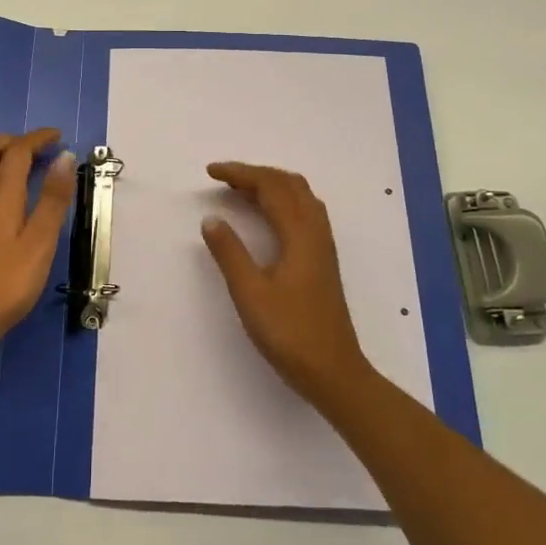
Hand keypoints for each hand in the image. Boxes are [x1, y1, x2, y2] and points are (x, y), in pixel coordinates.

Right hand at [201, 162, 372, 401]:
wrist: (334, 372)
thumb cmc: (290, 333)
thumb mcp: (250, 294)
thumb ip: (230, 253)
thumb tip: (212, 219)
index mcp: (299, 234)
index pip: (270, 187)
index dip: (239, 173)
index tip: (210, 172)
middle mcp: (316, 231)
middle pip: (289, 184)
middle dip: (256, 174)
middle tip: (223, 178)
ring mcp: (323, 245)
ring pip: (300, 196)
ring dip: (271, 185)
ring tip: (241, 191)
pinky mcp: (323, 260)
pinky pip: (305, 211)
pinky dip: (282, 201)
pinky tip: (268, 217)